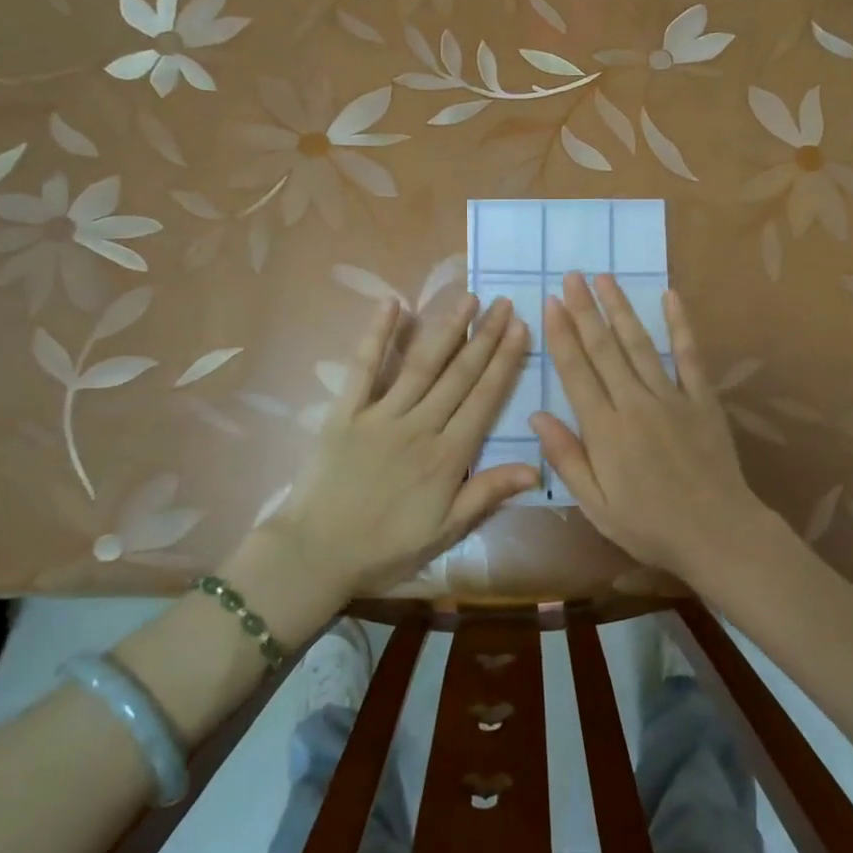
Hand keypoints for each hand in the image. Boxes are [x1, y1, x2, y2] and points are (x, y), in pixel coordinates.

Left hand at [249, 295, 536, 601]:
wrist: (316, 554)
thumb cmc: (386, 547)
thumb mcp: (445, 531)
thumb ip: (488, 493)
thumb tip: (536, 467)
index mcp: (447, 456)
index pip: (484, 399)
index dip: (505, 362)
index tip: (521, 329)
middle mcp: (419, 426)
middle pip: (459, 374)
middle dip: (485, 337)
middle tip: (504, 304)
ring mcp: (380, 414)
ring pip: (422, 364)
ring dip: (447, 328)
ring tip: (469, 299)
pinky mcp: (346, 411)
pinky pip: (363, 367)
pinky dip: (377, 335)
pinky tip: (392, 304)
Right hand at [532, 272, 777, 581]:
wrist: (718, 533)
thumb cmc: (650, 526)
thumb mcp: (596, 505)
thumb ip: (567, 458)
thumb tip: (538, 415)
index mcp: (605, 430)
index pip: (576, 372)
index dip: (561, 335)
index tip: (550, 303)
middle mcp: (635, 404)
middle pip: (605, 349)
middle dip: (585, 310)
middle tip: (572, 276)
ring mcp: (672, 398)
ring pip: (640, 344)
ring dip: (621, 309)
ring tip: (605, 278)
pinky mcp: (702, 400)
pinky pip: (690, 355)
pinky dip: (680, 325)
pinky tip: (670, 297)